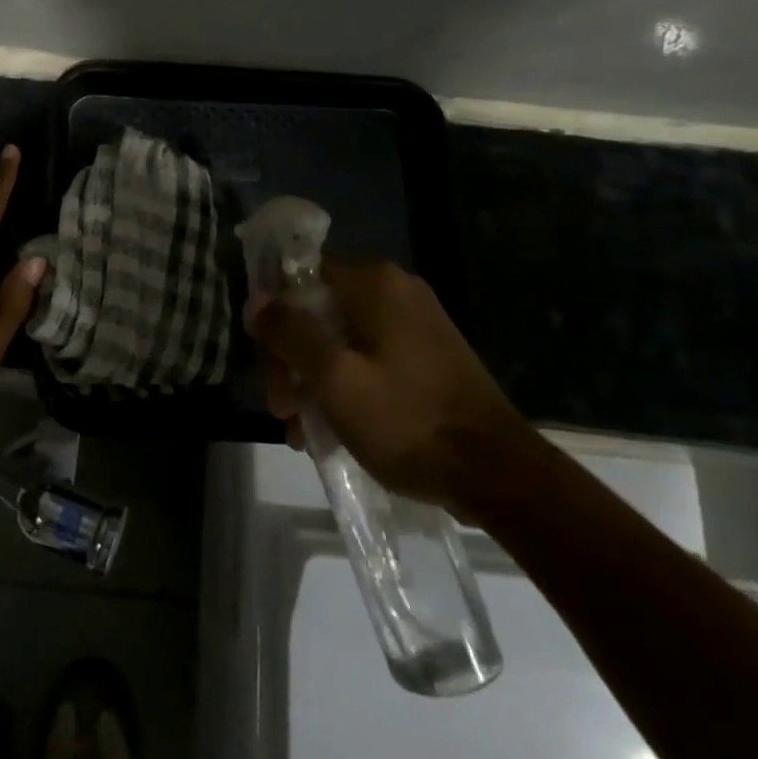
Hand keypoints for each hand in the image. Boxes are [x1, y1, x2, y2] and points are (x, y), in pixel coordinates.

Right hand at [253, 260, 530, 519]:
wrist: (500, 477)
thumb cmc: (408, 421)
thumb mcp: (335, 379)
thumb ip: (290, 333)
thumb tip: (257, 299)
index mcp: (374, 284)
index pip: (298, 282)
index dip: (274, 324)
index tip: (269, 371)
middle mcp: (395, 291)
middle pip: (317, 314)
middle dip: (292, 361)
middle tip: (282, 410)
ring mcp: (415, 324)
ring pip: (340, 341)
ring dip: (314, 381)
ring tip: (303, 431)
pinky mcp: (427, 356)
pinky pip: (369, 359)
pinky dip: (346, 387)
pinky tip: (334, 430)